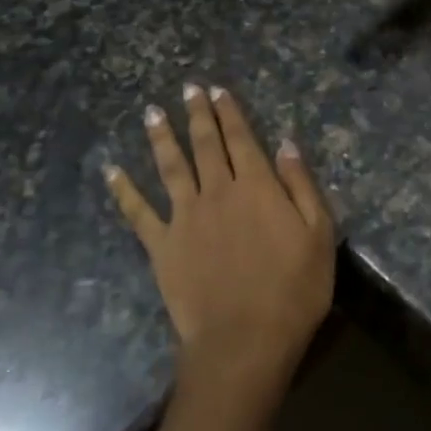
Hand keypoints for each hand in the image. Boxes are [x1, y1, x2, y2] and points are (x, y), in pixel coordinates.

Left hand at [106, 83, 334, 393]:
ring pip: (170, 166)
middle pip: (204, 144)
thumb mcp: (319, 235)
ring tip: (152, 112)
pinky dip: (123, 190)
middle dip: (197, 113)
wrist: (244, 341)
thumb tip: (285, 144)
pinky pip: (138, 213)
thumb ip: (301, 185)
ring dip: (161, 137)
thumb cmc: (293, 291)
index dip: (229, 112)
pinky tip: (111, 171)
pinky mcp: (162, 246)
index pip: (241, 138)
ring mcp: (184, 217)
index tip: (217, 90)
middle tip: (187, 88)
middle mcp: (217, 191)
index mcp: (256, 186)